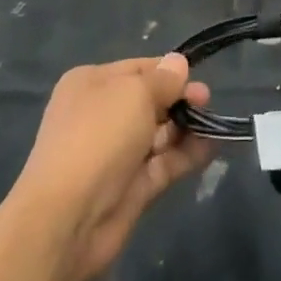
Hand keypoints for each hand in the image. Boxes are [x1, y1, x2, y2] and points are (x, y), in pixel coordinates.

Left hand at [13, 54, 211, 280]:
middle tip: (206, 101)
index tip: (197, 76)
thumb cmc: (99, 136)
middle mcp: (101, 115)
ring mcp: (116, 154)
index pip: (138, 69)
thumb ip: (163, 79)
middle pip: (150, 101)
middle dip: (179, 99)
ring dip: (186, 127)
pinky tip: (212, 146)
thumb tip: (178, 63)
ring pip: (159, 133)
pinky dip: (187, 154)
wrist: (68, 217)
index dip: (168, 71)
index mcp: (91, 84)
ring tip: (212, 124)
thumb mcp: (134, 93)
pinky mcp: (131, 187)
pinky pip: (164, 163)